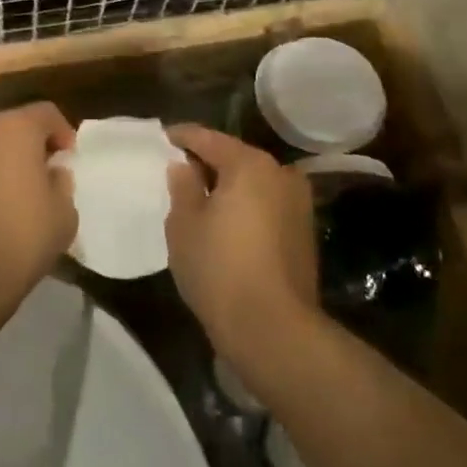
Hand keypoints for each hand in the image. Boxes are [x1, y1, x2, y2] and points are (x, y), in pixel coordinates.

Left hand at [0, 104, 78, 331]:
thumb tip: (51, 173)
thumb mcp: (64, 215)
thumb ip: (62, 184)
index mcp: (16, 128)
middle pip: (11, 126)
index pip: (46, 113)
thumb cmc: (19, 238)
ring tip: (10, 196)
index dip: (62, 132)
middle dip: (28, 146)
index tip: (67, 160)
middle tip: (41, 177)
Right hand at [165, 125, 319, 368]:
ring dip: (228, 186)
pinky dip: (245, 206)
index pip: (207, 138)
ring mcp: (297, 204)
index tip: (162, 138)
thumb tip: (183, 166)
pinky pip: (266, 205)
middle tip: (178, 172)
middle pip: (235, 157)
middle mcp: (280, 174)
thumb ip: (182, 186)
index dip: (181, 137)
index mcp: (249, 164)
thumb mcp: (184, 225)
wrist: (274, 330)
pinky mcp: (304, 232)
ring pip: (253, 182)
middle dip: (206, 162)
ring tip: (199, 199)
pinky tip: (225, 223)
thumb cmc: (219, 269)